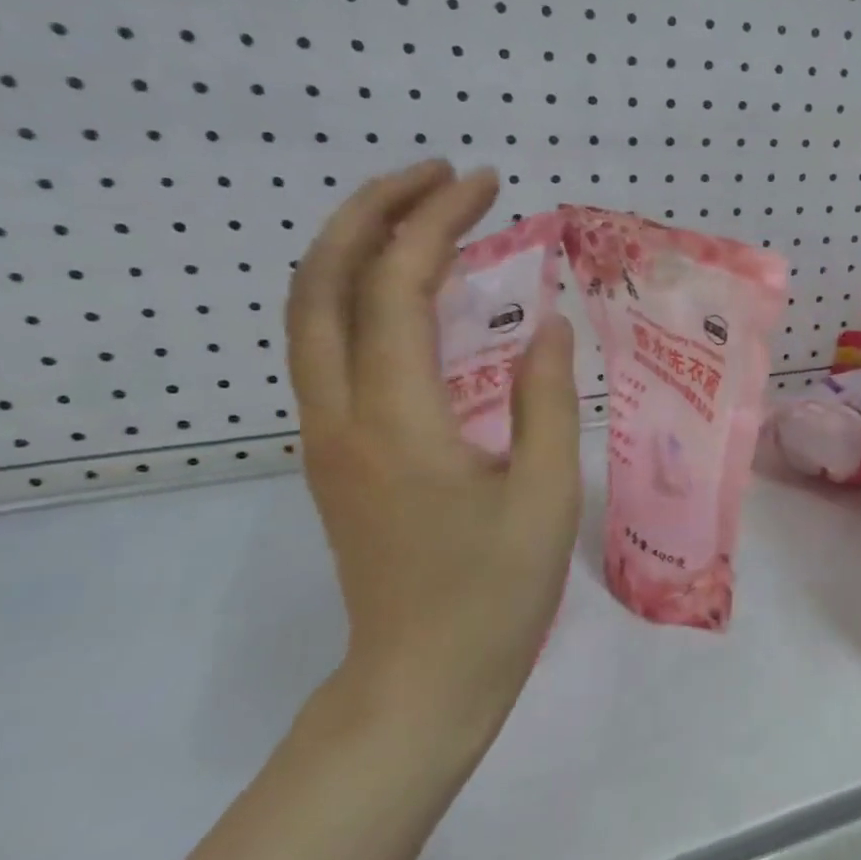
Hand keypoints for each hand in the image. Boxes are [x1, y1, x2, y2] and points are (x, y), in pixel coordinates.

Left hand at [286, 161, 581, 750]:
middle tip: (439, 178)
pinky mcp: (335, 453)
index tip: (484, 184)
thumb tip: (549, 326)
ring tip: (423, 218)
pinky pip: (329, 349)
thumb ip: (549, 400)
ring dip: (357, 248)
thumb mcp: (546, 494)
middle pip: (321, 282)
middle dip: (374, 211)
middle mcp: (340, 415)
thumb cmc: (494, 593)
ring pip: (310, 313)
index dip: (437, 222)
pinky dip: (360, 296)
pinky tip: (413, 296)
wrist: (420, 680)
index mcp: (397, 420)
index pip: (397, 287)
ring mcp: (326, 435)